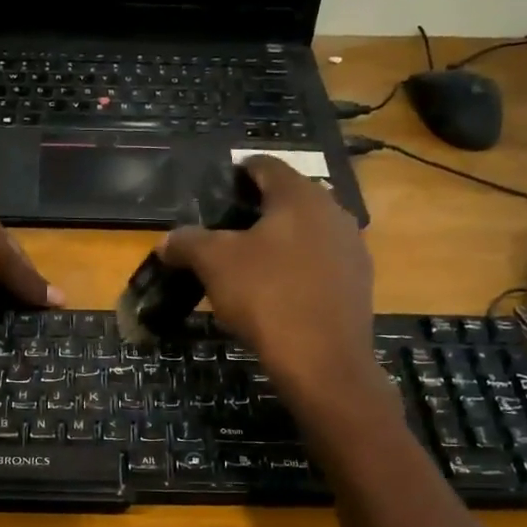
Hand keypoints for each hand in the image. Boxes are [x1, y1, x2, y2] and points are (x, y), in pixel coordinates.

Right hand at [161, 157, 376, 402]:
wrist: (323, 361)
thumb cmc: (267, 297)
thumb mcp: (214, 265)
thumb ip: (188, 243)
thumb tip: (167, 241)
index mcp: (300, 196)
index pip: (265, 166)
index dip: (238, 172)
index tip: (218, 187)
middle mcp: (333, 212)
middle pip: (289, 199)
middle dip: (258, 211)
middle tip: (226, 231)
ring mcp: (352, 248)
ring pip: (307, 233)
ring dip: (280, 242)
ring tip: (250, 264)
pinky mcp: (358, 283)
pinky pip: (321, 264)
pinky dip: (298, 269)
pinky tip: (278, 293)